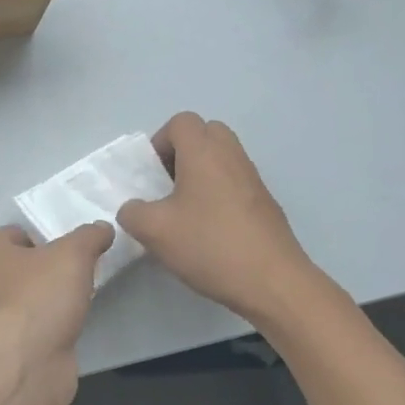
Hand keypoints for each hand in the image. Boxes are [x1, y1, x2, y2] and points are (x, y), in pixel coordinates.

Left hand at [0, 222, 112, 404]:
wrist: (27, 362)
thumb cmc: (40, 294)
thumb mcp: (73, 253)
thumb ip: (89, 236)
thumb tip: (103, 228)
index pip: (16, 233)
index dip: (44, 234)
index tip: (72, 244)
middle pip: (24, 265)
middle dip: (51, 267)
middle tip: (82, 267)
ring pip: (31, 296)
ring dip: (53, 297)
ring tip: (84, 293)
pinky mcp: (12, 345)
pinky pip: (37, 323)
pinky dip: (54, 322)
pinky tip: (74, 321)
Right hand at [117, 112, 311, 324]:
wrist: (272, 281)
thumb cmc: (209, 245)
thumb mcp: (154, 231)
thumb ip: (132, 213)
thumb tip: (133, 209)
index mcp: (204, 153)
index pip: (181, 122)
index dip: (160, 142)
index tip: (152, 174)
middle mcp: (232, 156)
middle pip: (206, 134)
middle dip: (182, 153)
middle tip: (168, 185)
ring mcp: (253, 179)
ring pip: (222, 158)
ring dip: (200, 174)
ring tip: (185, 211)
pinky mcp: (265, 203)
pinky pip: (235, 182)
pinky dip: (218, 193)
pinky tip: (208, 230)